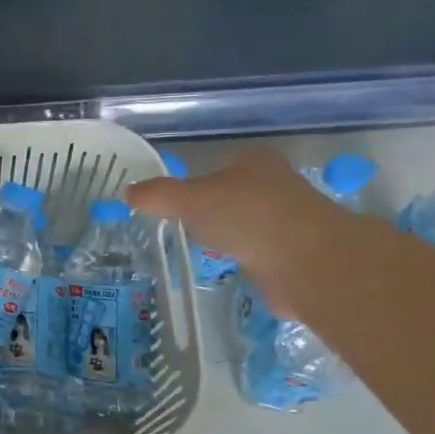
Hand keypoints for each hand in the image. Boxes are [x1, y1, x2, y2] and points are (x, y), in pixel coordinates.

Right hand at [126, 150, 347, 313]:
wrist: (307, 262)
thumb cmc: (246, 217)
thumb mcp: (189, 200)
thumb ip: (158, 195)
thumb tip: (128, 192)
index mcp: (254, 163)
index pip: (219, 167)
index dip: (196, 183)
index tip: (174, 205)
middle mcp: (276, 186)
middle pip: (234, 196)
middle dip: (213, 212)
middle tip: (182, 229)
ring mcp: (290, 221)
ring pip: (248, 226)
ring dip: (231, 238)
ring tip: (202, 252)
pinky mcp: (297, 255)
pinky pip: (261, 254)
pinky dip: (246, 261)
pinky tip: (230, 270)